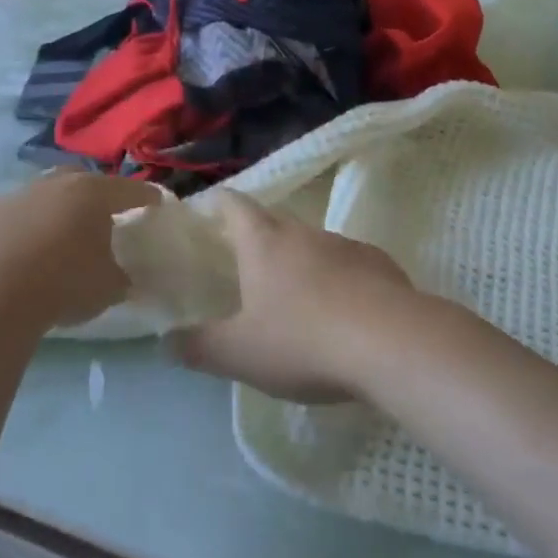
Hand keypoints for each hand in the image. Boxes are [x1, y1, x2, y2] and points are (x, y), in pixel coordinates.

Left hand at [0, 173, 160, 331]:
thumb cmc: (62, 284)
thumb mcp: (108, 288)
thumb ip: (120, 276)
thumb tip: (122, 276)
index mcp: (92, 194)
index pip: (129, 190)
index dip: (145, 196)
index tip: (155, 202)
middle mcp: (53, 185)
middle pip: (80, 180)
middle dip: (93, 195)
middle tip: (99, 217)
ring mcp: (12, 196)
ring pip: (40, 197)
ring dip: (50, 213)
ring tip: (54, 240)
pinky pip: (6, 219)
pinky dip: (16, 231)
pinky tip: (15, 255)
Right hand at [168, 192, 417, 403]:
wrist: (391, 342)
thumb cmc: (303, 341)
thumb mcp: (240, 354)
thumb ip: (199, 347)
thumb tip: (166, 341)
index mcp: (265, 244)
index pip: (236, 206)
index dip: (221, 203)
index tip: (211, 207)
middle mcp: (305, 234)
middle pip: (276, 223)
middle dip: (259, 237)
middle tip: (246, 263)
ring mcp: (346, 246)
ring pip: (314, 245)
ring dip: (301, 262)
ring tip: (295, 296)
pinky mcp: (380, 264)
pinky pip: (349, 266)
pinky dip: (338, 281)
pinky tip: (342, 313)